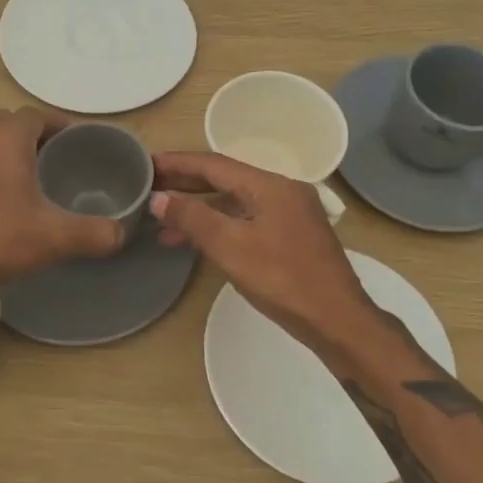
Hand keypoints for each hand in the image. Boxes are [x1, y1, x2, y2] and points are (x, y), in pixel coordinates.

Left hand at [0, 109, 126, 297]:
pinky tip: (3, 201)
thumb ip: (94, 234)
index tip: (83, 144)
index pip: (39, 115)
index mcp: (6, 136)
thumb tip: (121, 233)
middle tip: (61, 160)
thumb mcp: (53, 238)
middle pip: (11, 122)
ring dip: (11, 152)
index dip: (62, 126)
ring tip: (35, 179)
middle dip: (37, 136)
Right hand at [150, 151, 379, 352]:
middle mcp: (282, 191)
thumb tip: (158, 199)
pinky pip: (246, 221)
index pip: (214, 164)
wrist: (336, 320)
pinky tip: (197, 242)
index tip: (146, 163)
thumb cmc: (282, 279)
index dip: (177, 163)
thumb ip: (192, 218)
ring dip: (199, 210)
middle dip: (186, 184)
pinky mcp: (291, 237)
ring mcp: (289, 215)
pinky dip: (220, 226)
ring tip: (162, 223)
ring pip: (235, 203)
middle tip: (149, 187)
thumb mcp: (230, 246)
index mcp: (270, 186)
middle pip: (225, 180)